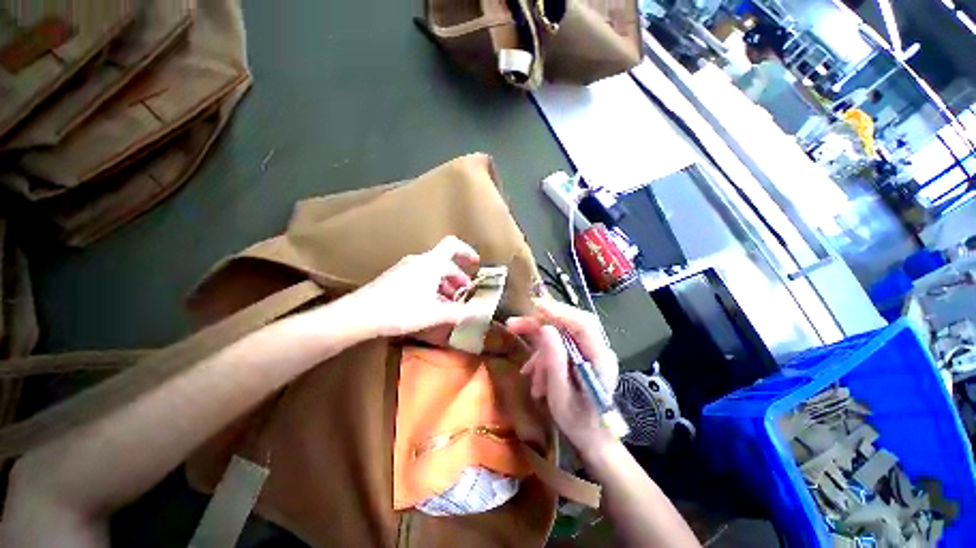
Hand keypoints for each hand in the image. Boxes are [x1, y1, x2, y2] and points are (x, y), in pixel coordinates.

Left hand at [340, 236, 480, 337]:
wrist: (360, 314)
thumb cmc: (401, 310)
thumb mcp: (433, 314)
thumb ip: (457, 313)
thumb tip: (475, 313)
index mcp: (430, 263)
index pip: (452, 245)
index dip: (466, 251)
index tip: (475, 263)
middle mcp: (418, 261)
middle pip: (444, 263)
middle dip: (457, 278)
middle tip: (464, 294)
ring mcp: (405, 268)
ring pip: (432, 271)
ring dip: (444, 285)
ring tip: (450, 303)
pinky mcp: (395, 278)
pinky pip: (420, 277)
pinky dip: (431, 287)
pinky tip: (431, 305)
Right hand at [506, 299, 619, 453]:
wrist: (592, 438)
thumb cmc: (578, 422)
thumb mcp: (560, 396)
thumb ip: (555, 362)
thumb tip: (546, 329)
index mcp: (600, 359)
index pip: (583, 324)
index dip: (559, 312)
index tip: (535, 307)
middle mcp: (598, 349)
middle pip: (570, 323)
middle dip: (540, 323)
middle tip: (514, 325)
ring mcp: (589, 351)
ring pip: (560, 333)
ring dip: (539, 345)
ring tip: (525, 369)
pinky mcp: (580, 355)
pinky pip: (558, 345)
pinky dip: (542, 355)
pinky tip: (533, 374)